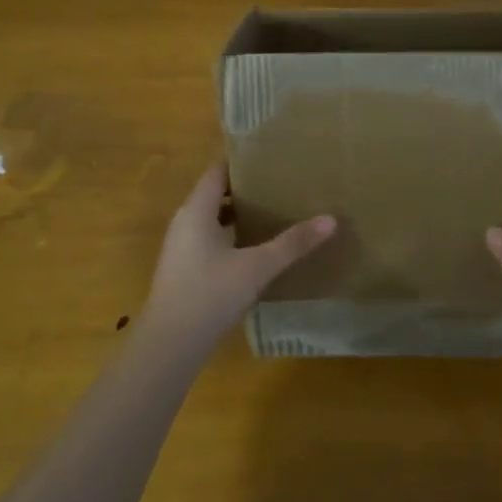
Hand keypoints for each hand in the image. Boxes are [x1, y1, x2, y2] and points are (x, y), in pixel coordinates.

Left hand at [138, 163, 335, 355]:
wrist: (171, 343)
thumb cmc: (211, 294)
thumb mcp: (258, 267)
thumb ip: (293, 243)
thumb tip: (331, 220)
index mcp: (196, 211)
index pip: (216, 172)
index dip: (240, 162)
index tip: (269, 157)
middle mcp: (185, 223)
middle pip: (214, 195)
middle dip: (245, 189)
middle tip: (279, 184)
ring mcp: (182, 248)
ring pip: (212, 220)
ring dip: (239, 215)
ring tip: (274, 212)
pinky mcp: (185, 270)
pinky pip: (210, 241)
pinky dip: (232, 237)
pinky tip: (256, 249)